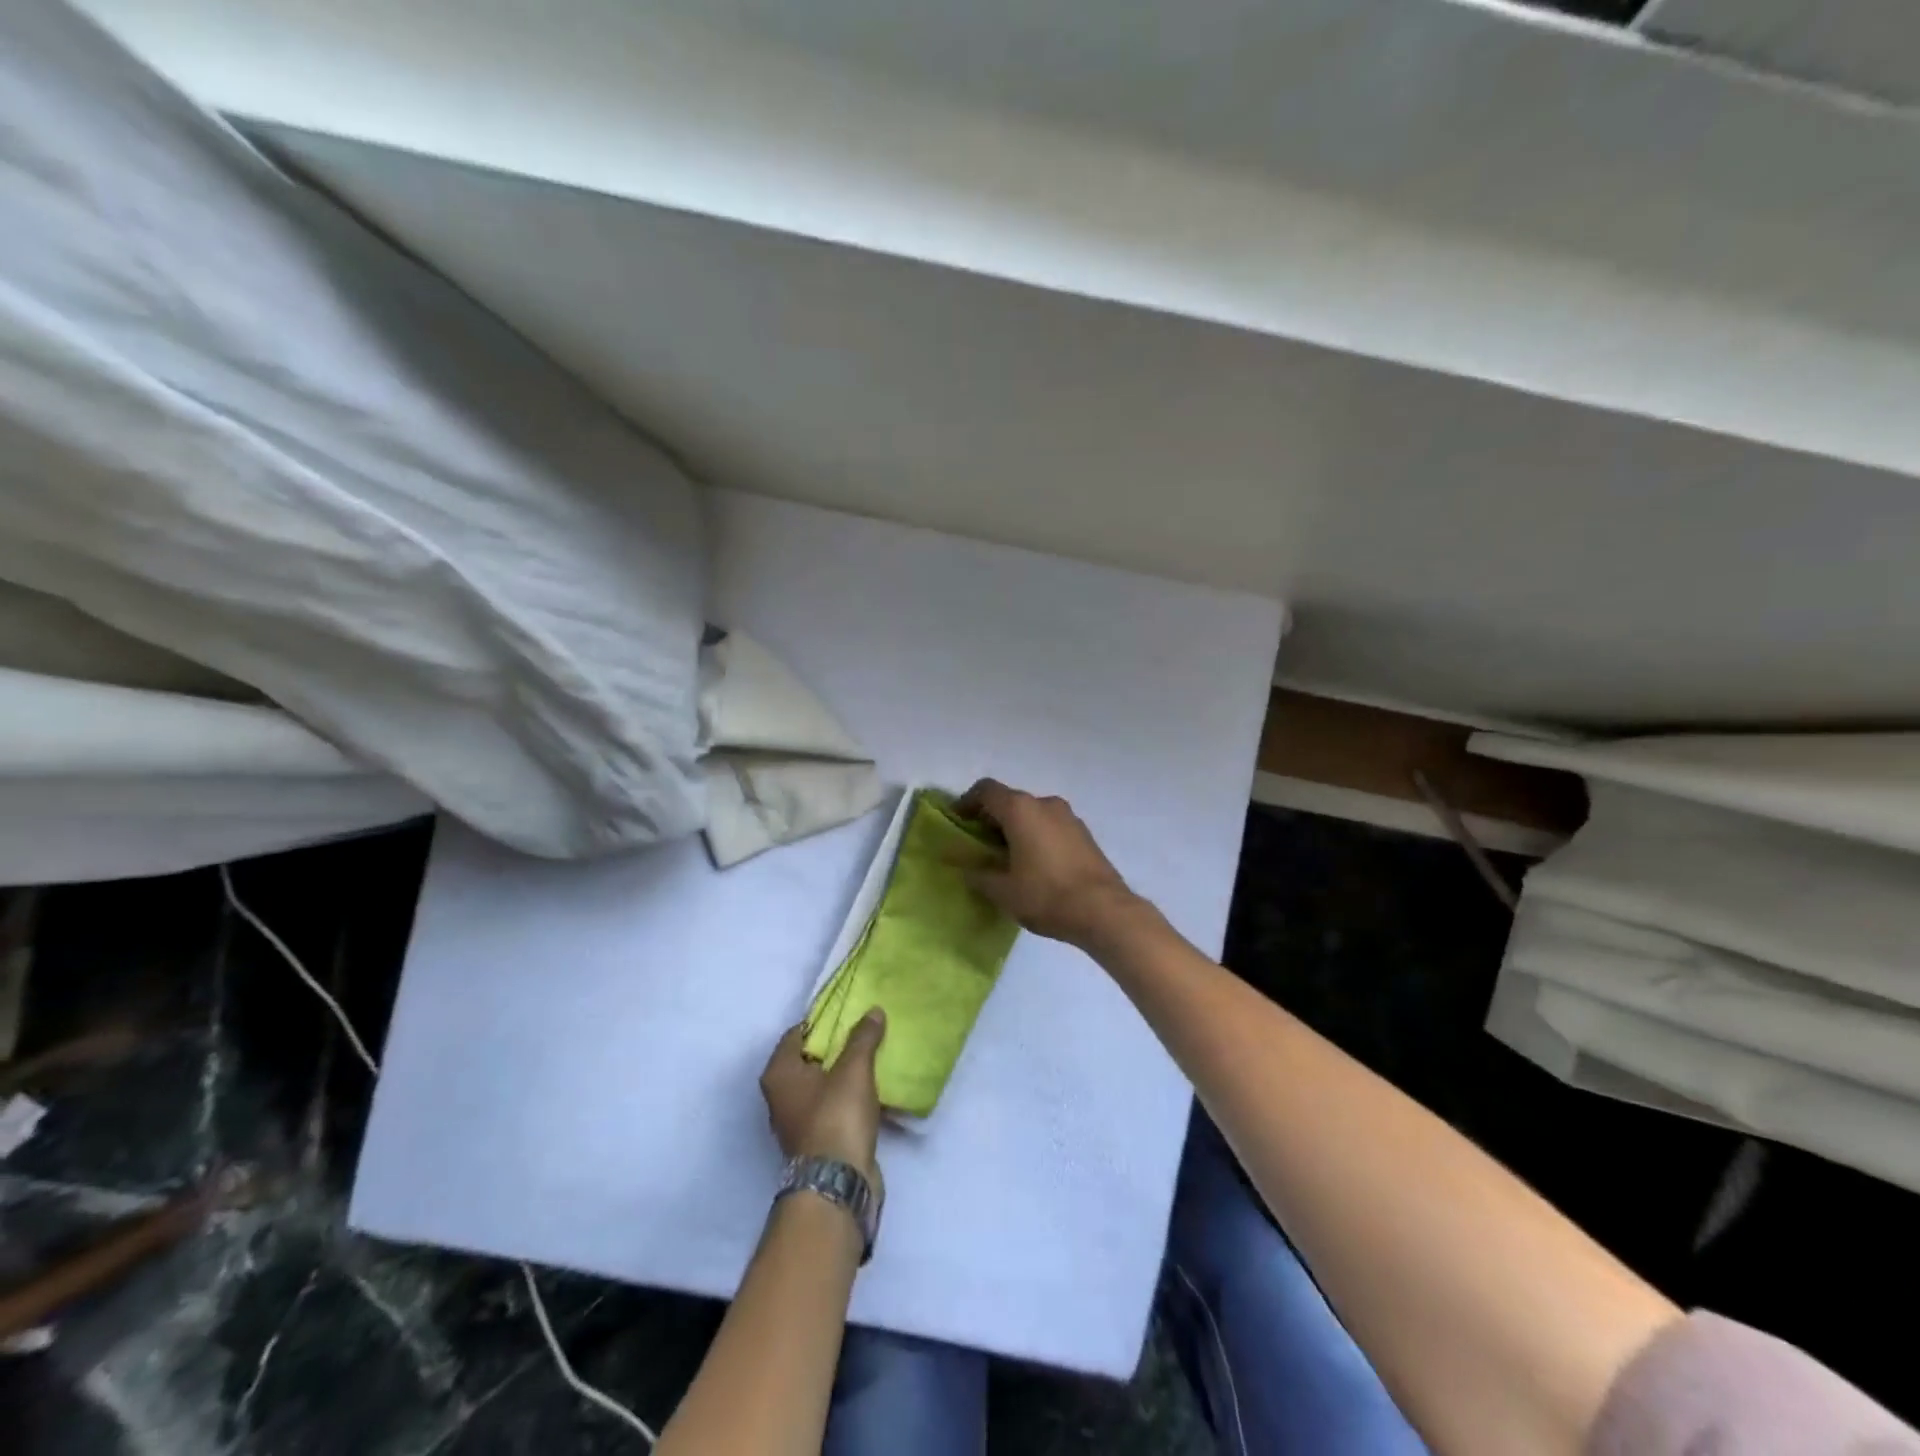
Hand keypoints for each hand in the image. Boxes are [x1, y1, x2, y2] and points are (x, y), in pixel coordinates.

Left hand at [760, 1011, 886, 1195]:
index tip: (850, 1013)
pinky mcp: (819, 1141)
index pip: (797, 1033)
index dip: (823, 1021)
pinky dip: (851, 1098)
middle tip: (866, 1031)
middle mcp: (781, 1097)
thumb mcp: (854, 1068)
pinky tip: (874, 1090)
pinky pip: (835, 1107)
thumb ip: (863, 1037)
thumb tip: (873, 1011)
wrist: (839, 1182)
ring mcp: (799, 1122)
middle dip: (837, 1046)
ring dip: (846, 1073)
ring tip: (875, 1056)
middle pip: (811, 1059)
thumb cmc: (836, 1115)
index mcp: (779, 1074)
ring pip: (824, 1085)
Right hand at [955, 779, 1141, 947]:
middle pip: (1010, 800)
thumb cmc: (1046, 895)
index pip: (986, 790)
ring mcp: (1069, 817)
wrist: (1104, 911)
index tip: (957, 822)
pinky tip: (1033, 864)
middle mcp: (1044, 804)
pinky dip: (1035, 836)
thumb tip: (961, 867)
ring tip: (1005, 858)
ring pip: (1032, 813)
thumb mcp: (1002, 891)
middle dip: (990, 818)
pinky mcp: (1084, 834)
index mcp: (1020, 809)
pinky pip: (1050, 826)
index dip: (966, 802)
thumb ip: (977, 874)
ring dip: (1015, 828)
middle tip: (978, 845)